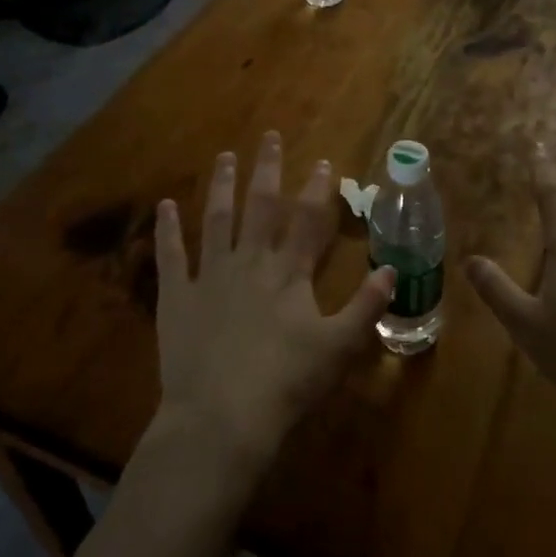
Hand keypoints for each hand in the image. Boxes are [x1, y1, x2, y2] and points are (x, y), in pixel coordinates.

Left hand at [153, 132, 394, 470]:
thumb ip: (366, 306)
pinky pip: (171, 256)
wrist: (222, 419)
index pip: (308, 221)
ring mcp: (210, 276)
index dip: (318, 190)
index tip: (324, 162)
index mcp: (289, 273)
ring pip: (217, 219)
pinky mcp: (177, 297)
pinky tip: (165, 205)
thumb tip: (391, 269)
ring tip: (224, 156)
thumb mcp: (339, 348)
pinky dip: (168, 230)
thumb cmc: (286, 383)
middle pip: (261, 207)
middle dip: (268, 170)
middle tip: (270, 137)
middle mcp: (250, 262)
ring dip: (221, 186)